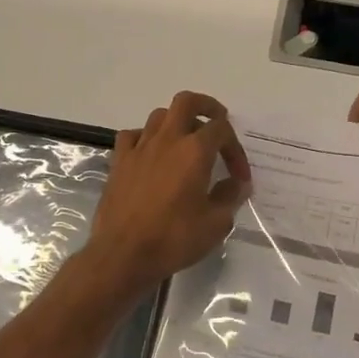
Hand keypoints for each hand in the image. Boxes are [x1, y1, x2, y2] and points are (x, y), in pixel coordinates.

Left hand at [88, 91, 251, 289]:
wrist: (123, 255)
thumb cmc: (174, 239)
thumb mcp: (216, 224)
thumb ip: (230, 197)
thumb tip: (236, 184)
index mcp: (195, 151)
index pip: (222, 130)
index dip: (236, 149)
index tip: (239, 178)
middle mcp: (167, 140)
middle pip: (187, 102)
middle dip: (206, 106)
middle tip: (217, 122)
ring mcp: (139, 148)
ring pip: (159, 115)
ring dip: (177, 122)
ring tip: (185, 142)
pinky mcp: (119, 162)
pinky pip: (133, 135)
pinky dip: (146, 138)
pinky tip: (151, 155)